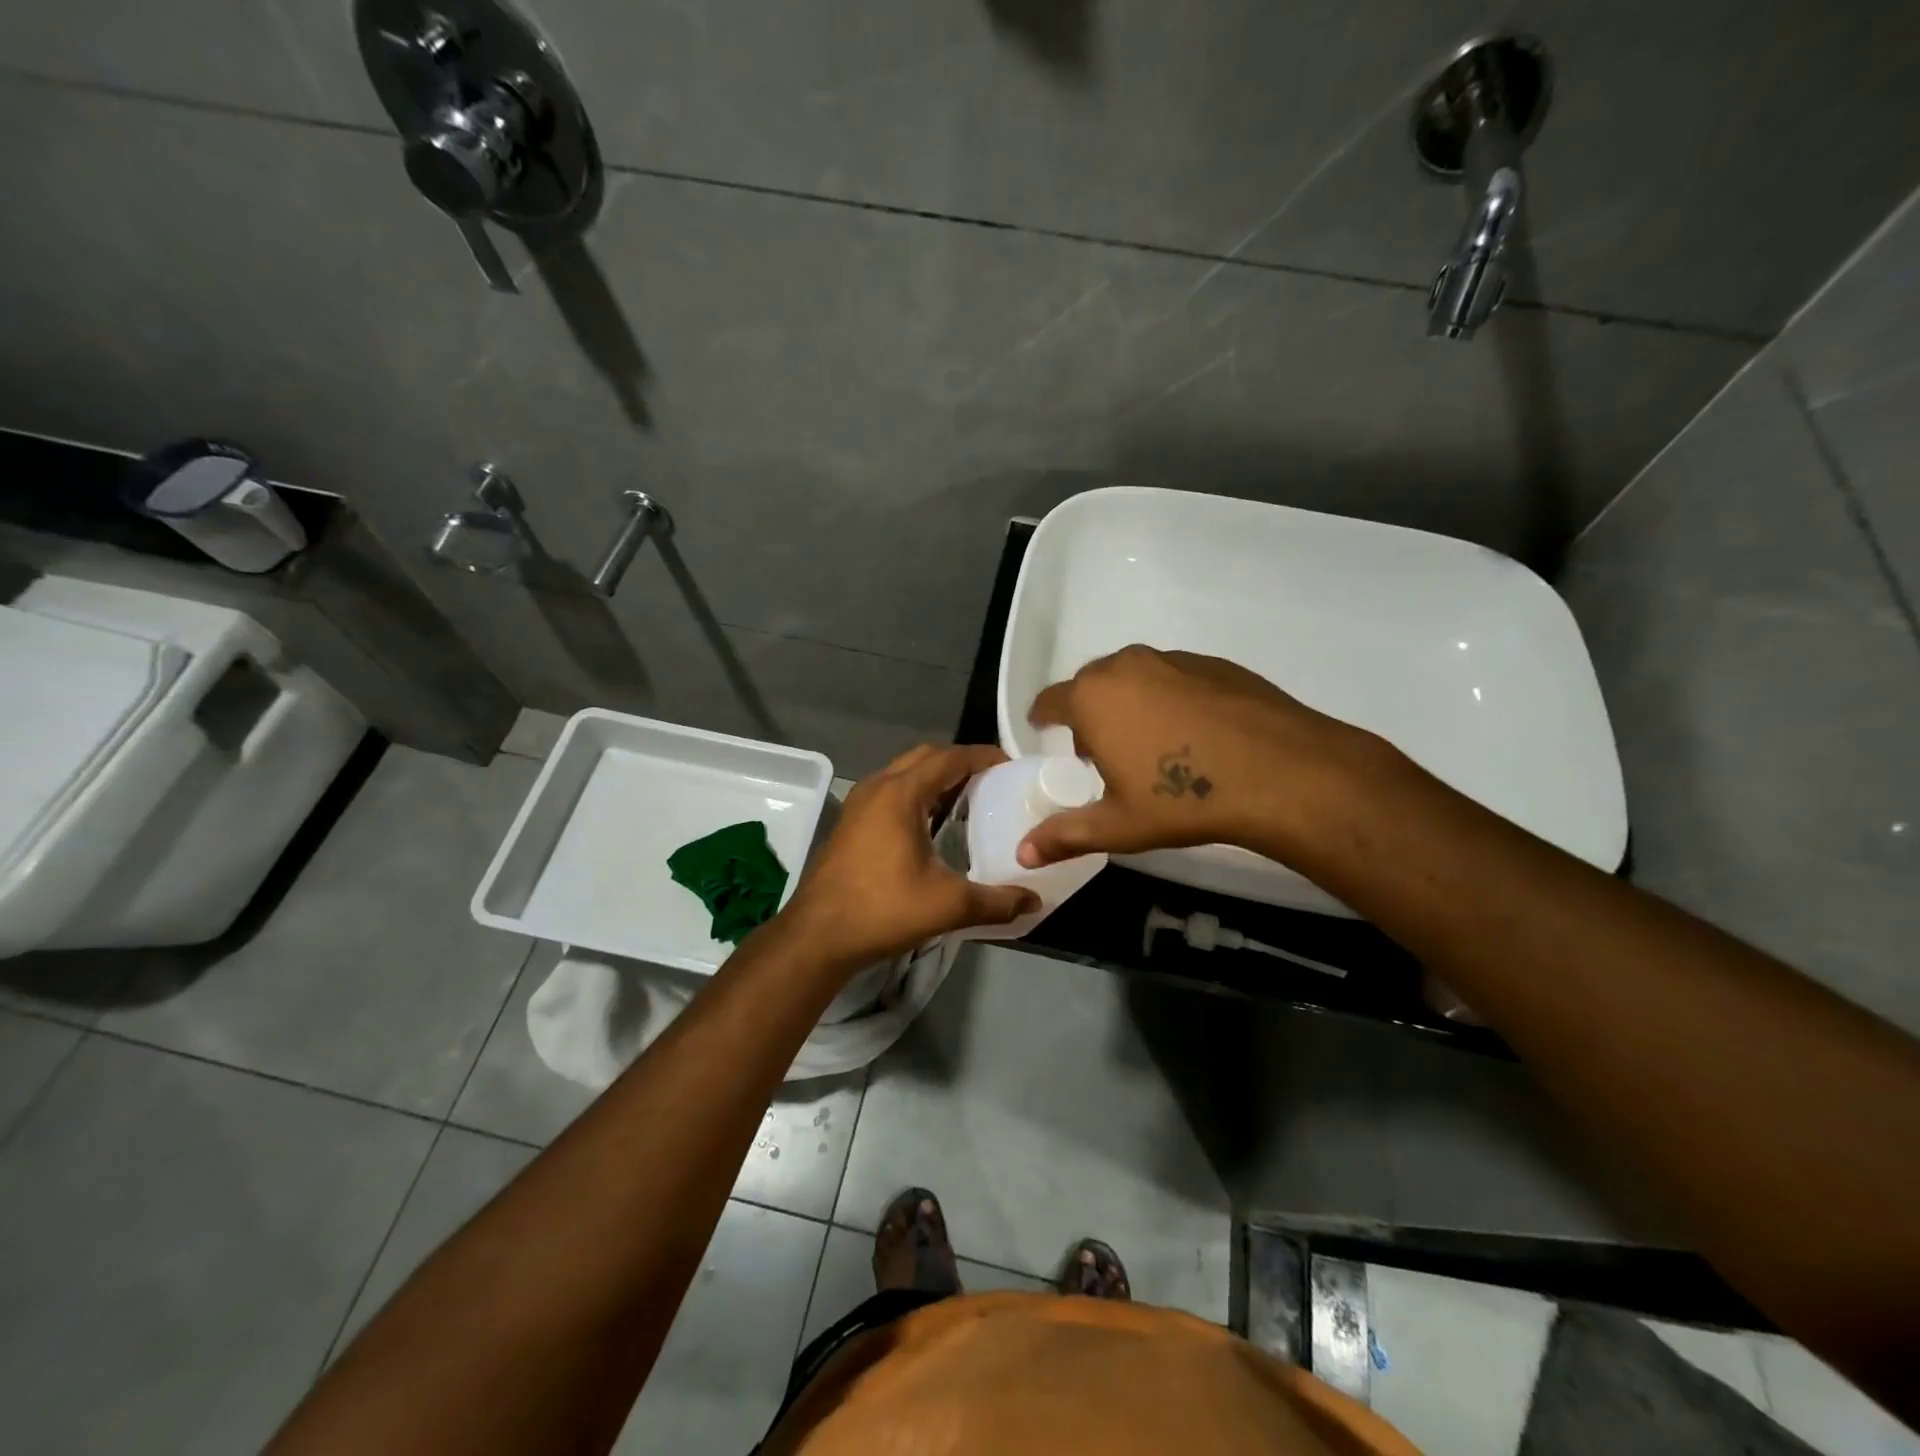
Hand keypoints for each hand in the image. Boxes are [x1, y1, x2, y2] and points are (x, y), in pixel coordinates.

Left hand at [783, 744, 1040, 970]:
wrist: (818, 936)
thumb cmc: (882, 910)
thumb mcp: (947, 905)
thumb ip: (996, 901)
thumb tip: (1034, 901)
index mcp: (901, 794)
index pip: (949, 758)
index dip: (982, 756)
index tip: (1011, 765)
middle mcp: (877, 787)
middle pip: (925, 757)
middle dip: (959, 763)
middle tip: (992, 782)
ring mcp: (859, 803)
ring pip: (904, 773)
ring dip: (935, 778)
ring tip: (968, 799)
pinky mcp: (851, 821)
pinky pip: (891, 791)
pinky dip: (917, 794)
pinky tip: (933, 824)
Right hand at [1018, 645, 1377, 867]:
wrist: (1280, 772)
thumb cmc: (1182, 798)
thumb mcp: (1118, 825)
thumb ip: (1065, 835)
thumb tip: (1022, 853)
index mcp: (1093, 698)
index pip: (1050, 700)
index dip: (1044, 718)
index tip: (1045, 732)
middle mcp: (1126, 666)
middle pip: (1091, 685)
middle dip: (1088, 713)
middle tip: (1102, 752)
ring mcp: (1172, 659)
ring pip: (1134, 677)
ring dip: (1129, 703)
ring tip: (1151, 744)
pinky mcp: (1213, 663)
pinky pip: (1173, 677)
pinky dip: (1169, 698)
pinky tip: (1193, 734)